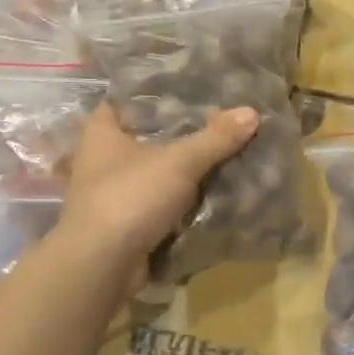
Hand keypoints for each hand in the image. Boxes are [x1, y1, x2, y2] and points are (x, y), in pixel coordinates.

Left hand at [62, 103, 258, 284]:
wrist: (103, 264)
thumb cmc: (131, 197)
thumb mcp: (180, 162)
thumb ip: (216, 138)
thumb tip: (253, 111)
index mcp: (102, 132)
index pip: (128, 99)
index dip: (159, 93)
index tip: (193, 90)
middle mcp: (101, 159)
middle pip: (147, 137)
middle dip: (180, 135)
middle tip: (220, 123)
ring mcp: (111, 193)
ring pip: (154, 173)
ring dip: (181, 172)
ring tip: (223, 156)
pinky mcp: (124, 223)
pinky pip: (158, 204)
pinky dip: (180, 202)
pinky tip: (211, 194)